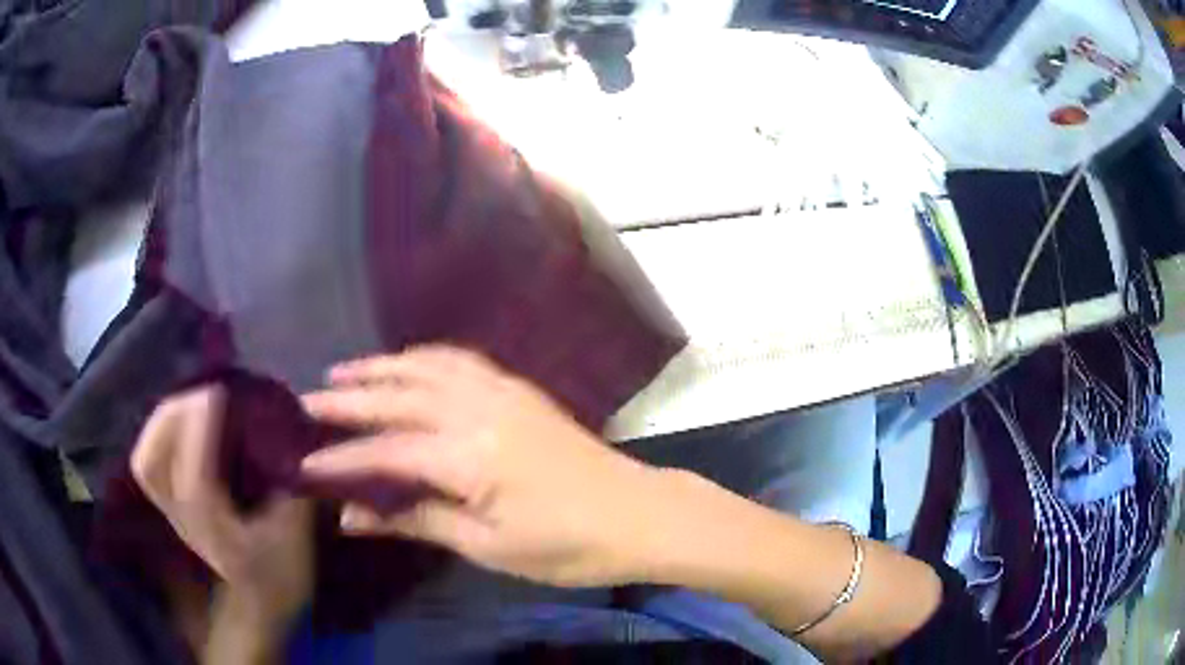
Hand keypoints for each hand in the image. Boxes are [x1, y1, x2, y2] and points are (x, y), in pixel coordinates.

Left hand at [131, 387, 313, 625]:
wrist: (258, 610)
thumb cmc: (278, 576)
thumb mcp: (295, 538)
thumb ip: (292, 492)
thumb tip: (292, 446)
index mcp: (212, 527)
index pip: (194, 475)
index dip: (201, 429)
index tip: (219, 393)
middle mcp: (182, 517)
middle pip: (152, 462)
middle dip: (172, 416)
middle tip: (201, 393)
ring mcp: (171, 512)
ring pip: (145, 460)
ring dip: (161, 423)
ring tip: (187, 402)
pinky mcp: (172, 508)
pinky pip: (150, 464)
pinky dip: (158, 438)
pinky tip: (178, 425)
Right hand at [300, 345, 670, 587]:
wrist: (638, 513)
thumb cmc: (567, 545)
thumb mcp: (487, 546)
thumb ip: (417, 521)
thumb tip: (352, 517)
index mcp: (470, 456)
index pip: (386, 452)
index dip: (341, 458)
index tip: (303, 461)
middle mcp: (480, 409)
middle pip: (398, 396)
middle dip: (348, 398)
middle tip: (306, 401)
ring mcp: (503, 391)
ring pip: (426, 366)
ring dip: (381, 367)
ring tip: (343, 373)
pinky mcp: (519, 389)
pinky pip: (459, 361)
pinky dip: (422, 358)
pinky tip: (405, 364)